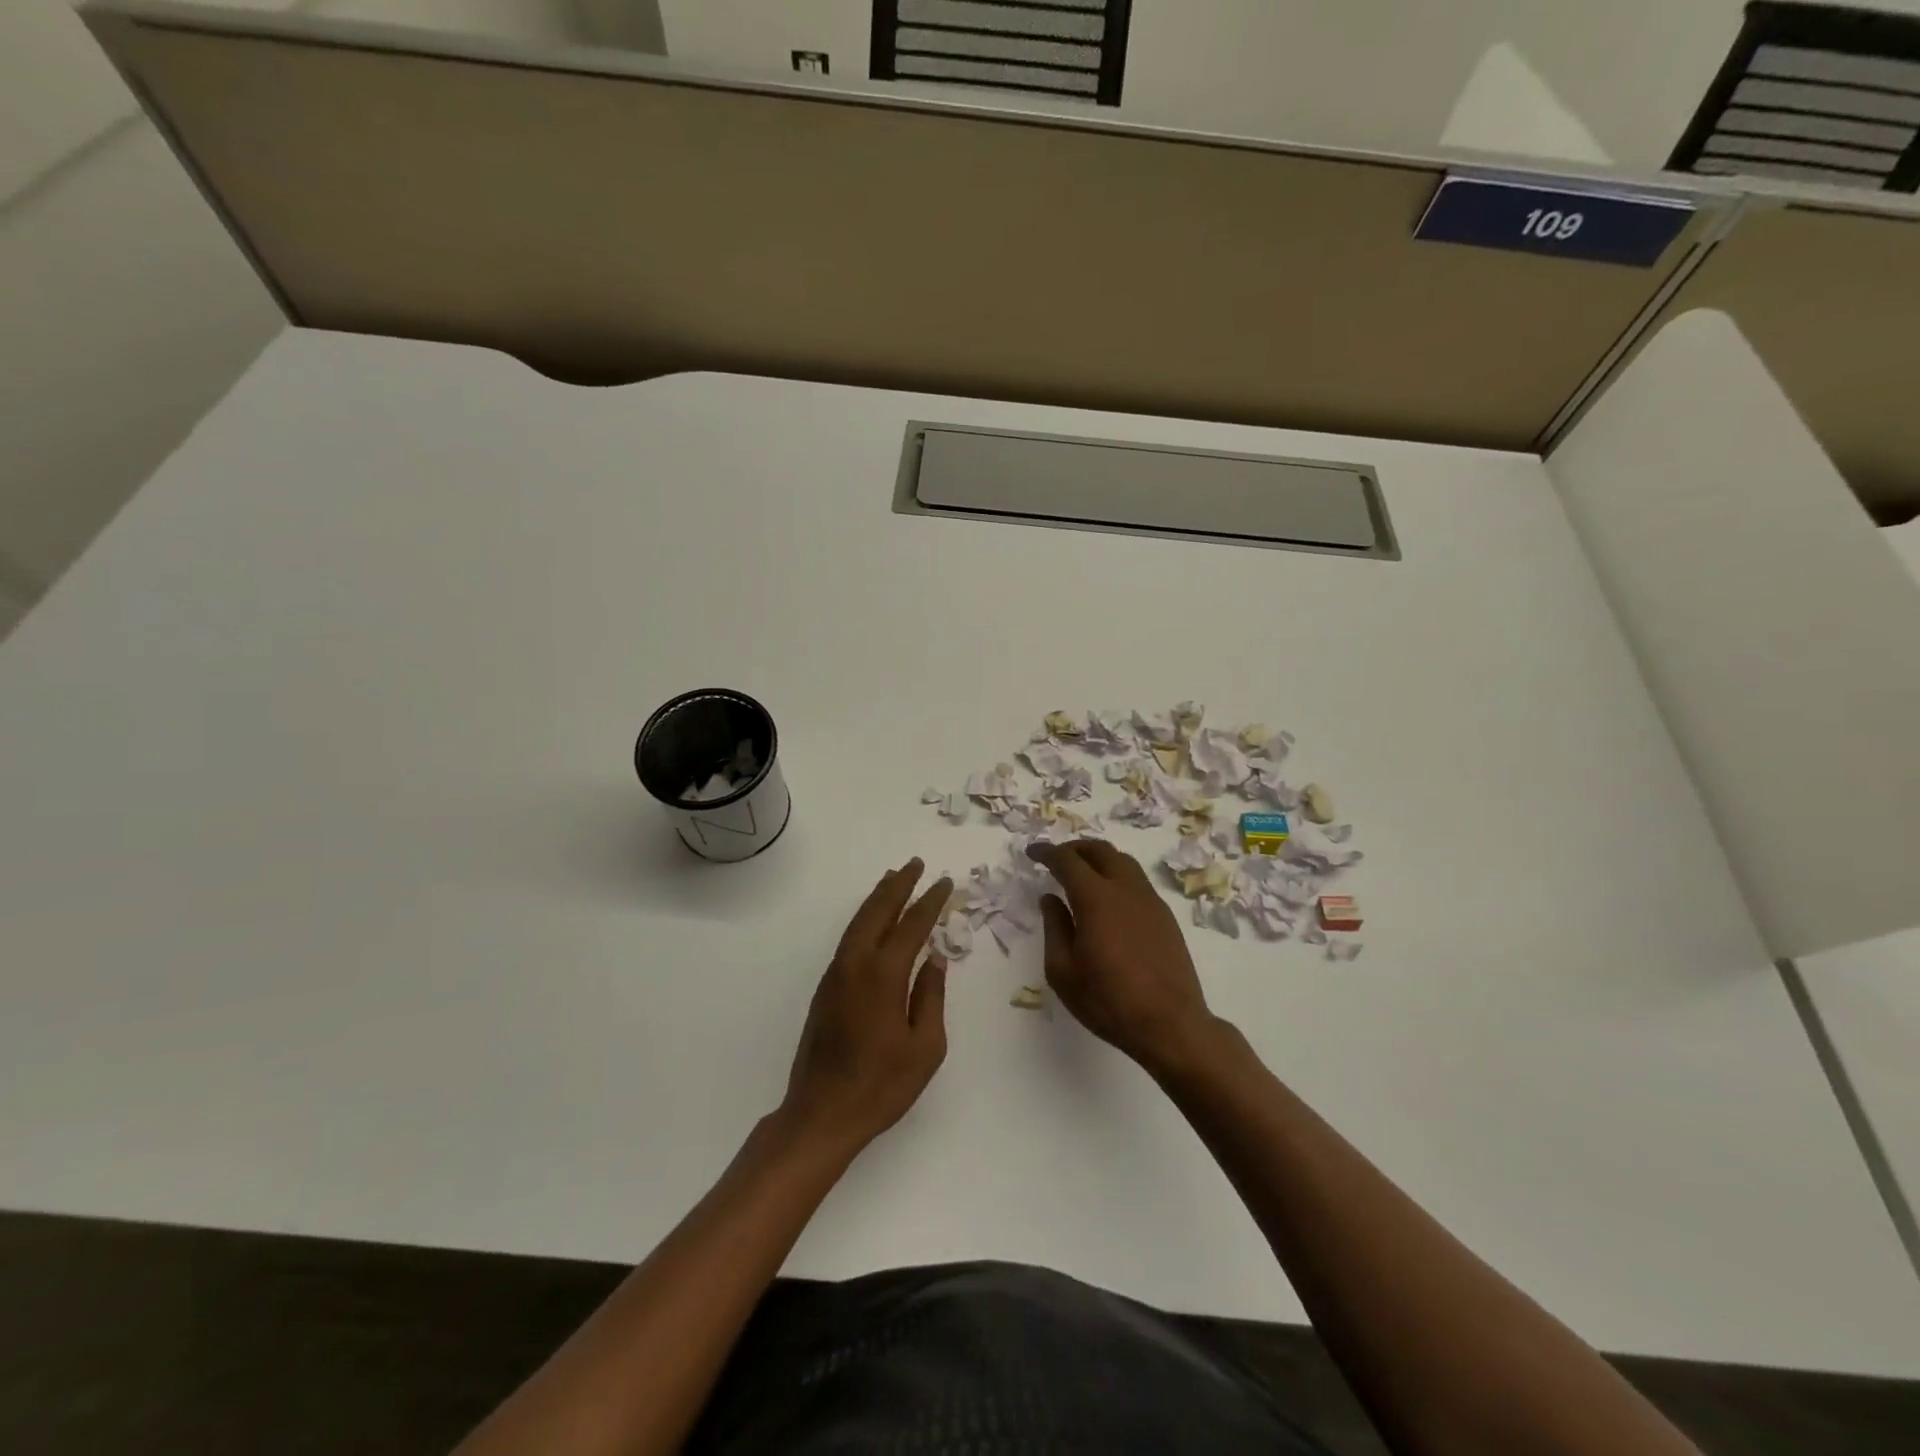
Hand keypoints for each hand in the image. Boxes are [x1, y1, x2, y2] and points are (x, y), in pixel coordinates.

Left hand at [781, 858, 950, 1154]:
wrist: (821, 1113)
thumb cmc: (881, 1086)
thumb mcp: (925, 1047)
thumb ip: (931, 997)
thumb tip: (935, 959)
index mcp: (883, 975)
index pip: (912, 926)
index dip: (930, 902)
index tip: (944, 882)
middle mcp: (856, 964)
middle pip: (878, 912)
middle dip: (898, 886)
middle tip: (915, 864)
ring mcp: (836, 974)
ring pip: (858, 922)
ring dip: (877, 898)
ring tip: (893, 879)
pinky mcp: (825, 988)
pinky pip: (849, 939)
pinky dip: (864, 919)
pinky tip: (873, 920)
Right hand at [1027, 841, 1215, 1072]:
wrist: (1170, 1025)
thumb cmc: (1108, 1001)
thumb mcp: (1063, 971)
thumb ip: (1054, 927)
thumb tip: (1050, 898)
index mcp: (1096, 898)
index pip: (1067, 861)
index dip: (1047, 852)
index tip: (1032, 851)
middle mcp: (1126, 889)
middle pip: (1100, 851)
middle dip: (1074, 848)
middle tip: (1056, 857)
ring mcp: (1150, 901)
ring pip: (1123, 861)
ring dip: (1099, 858)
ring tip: (1083, 872)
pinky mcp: (1165, 917)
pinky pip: (1137, 881)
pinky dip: (1117, 875)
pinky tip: (1109, 898)